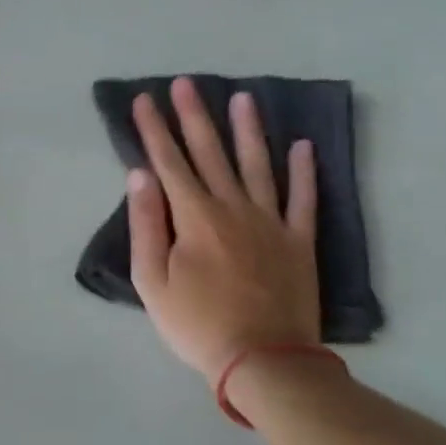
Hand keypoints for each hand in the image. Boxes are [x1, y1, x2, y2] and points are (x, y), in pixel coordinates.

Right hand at [127, 76, 320, 382]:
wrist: (264, 361)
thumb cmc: (197, 324)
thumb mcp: (152, 281)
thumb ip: (146, 224)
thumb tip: (140, 176)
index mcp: (194, 217)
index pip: (169, 162)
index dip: (154, 130)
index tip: (145, 100)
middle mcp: (232, 207)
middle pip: (210, 153)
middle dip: (194, 116)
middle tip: (186, 83)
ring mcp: (270, 222)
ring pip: (258, 165)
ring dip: (248, 130)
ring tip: (244, 97)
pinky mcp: (298, 241)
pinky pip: (304, 199)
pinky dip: (305, 172)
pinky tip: (304, 146)